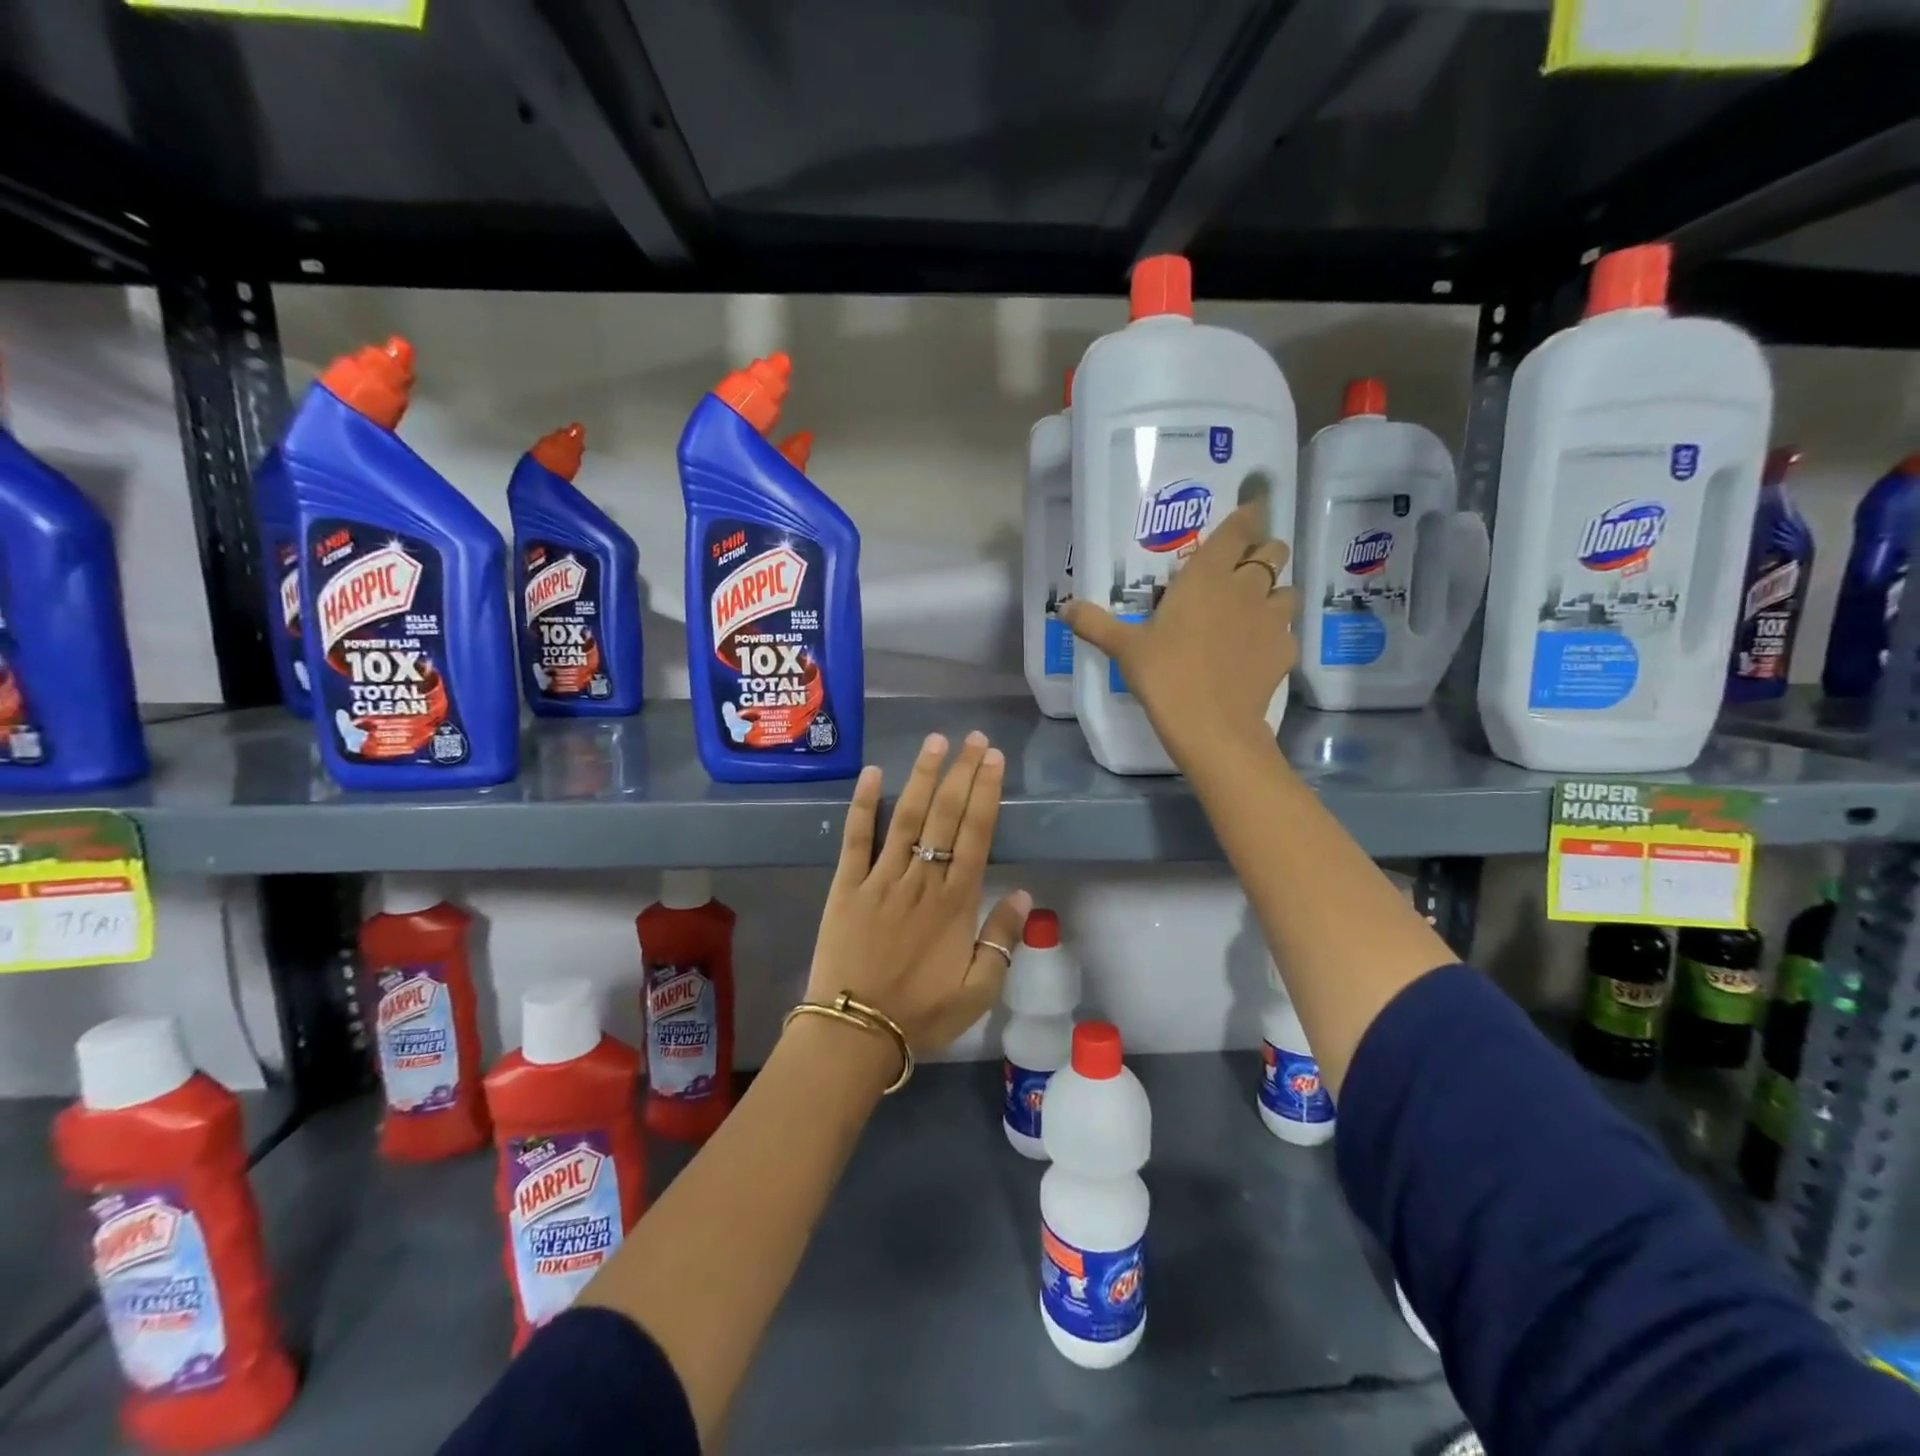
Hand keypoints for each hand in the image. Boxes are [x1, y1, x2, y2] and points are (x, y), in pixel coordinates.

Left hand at [804, 731, 1032, 1054]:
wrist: (855, 1032)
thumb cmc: (920, 1014)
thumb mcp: (978, 992)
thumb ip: (1002, 941)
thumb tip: (1025, 894)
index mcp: (955, 903)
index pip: (976, 835)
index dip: (986, 793)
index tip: (993, 760)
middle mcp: (921, 880)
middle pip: (946, 815)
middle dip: (961, 772)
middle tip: (973, 738)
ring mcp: (881, 879)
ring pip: (907, 817)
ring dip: (923, 777)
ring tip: (935, 742)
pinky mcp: (847, 886)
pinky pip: (856, 839)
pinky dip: (864, 805)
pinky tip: (872, 774)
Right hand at [1062, 501, 1296, 765]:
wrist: (1211, 725)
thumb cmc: (1165, 675)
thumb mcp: (1124, 648)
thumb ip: (1095, 623)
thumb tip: (1063, 608)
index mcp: (1206, 576)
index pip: (1238, 529)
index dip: (1248, 515)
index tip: (1251, 509)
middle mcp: (1246, 587)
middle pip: (1273, 550)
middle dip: (1263, 551)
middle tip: (1243, 567)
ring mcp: (1272, 618)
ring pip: (1287, 589)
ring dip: (1274, 592)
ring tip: (1253, 609)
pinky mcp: (1286, 649)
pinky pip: (1287, 630)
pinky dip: (1276, 633)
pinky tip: (1257, 649)